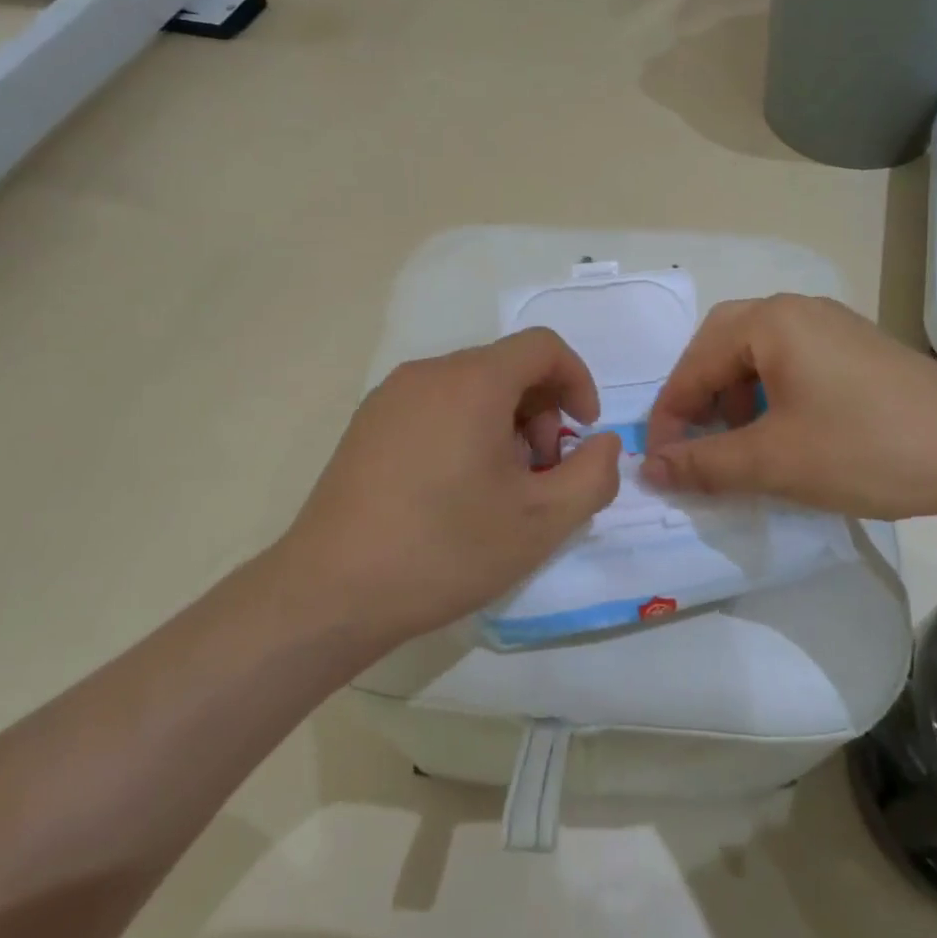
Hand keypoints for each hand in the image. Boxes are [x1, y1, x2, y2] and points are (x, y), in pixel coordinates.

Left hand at [270, 329, 622, 649]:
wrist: (332, 591)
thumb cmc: (445, 549)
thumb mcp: (541, 521)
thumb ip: (593, 475)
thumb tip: (604, 443)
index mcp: (473, 381)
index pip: (543, 347)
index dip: (577, 381)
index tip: (582, 433)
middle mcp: (429, 373)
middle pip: (506, 367)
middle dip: (540, 412)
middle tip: (540, 474)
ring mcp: (390, 396)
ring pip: (470, 388)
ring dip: (504, 424)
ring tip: (499, 488)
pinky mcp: (367, 424)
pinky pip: (435, 406)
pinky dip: (465, 429)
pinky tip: (455, 490)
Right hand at [642, 295, 936, 520]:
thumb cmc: (865, 447)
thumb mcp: (774, 461)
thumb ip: (704, 463)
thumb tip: (649, 468)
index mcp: (769, 322)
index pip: (694, 363)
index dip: (670, 414)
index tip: (659, 461)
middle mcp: (797, 311)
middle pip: (722, 345)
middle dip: (699, 395)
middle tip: (694, 440)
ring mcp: (832, 327)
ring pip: (758, 354)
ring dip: (734, 396)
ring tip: (739, 443)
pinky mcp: (857, 350)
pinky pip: (792, 363)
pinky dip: (770, 395)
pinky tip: (785, 434)